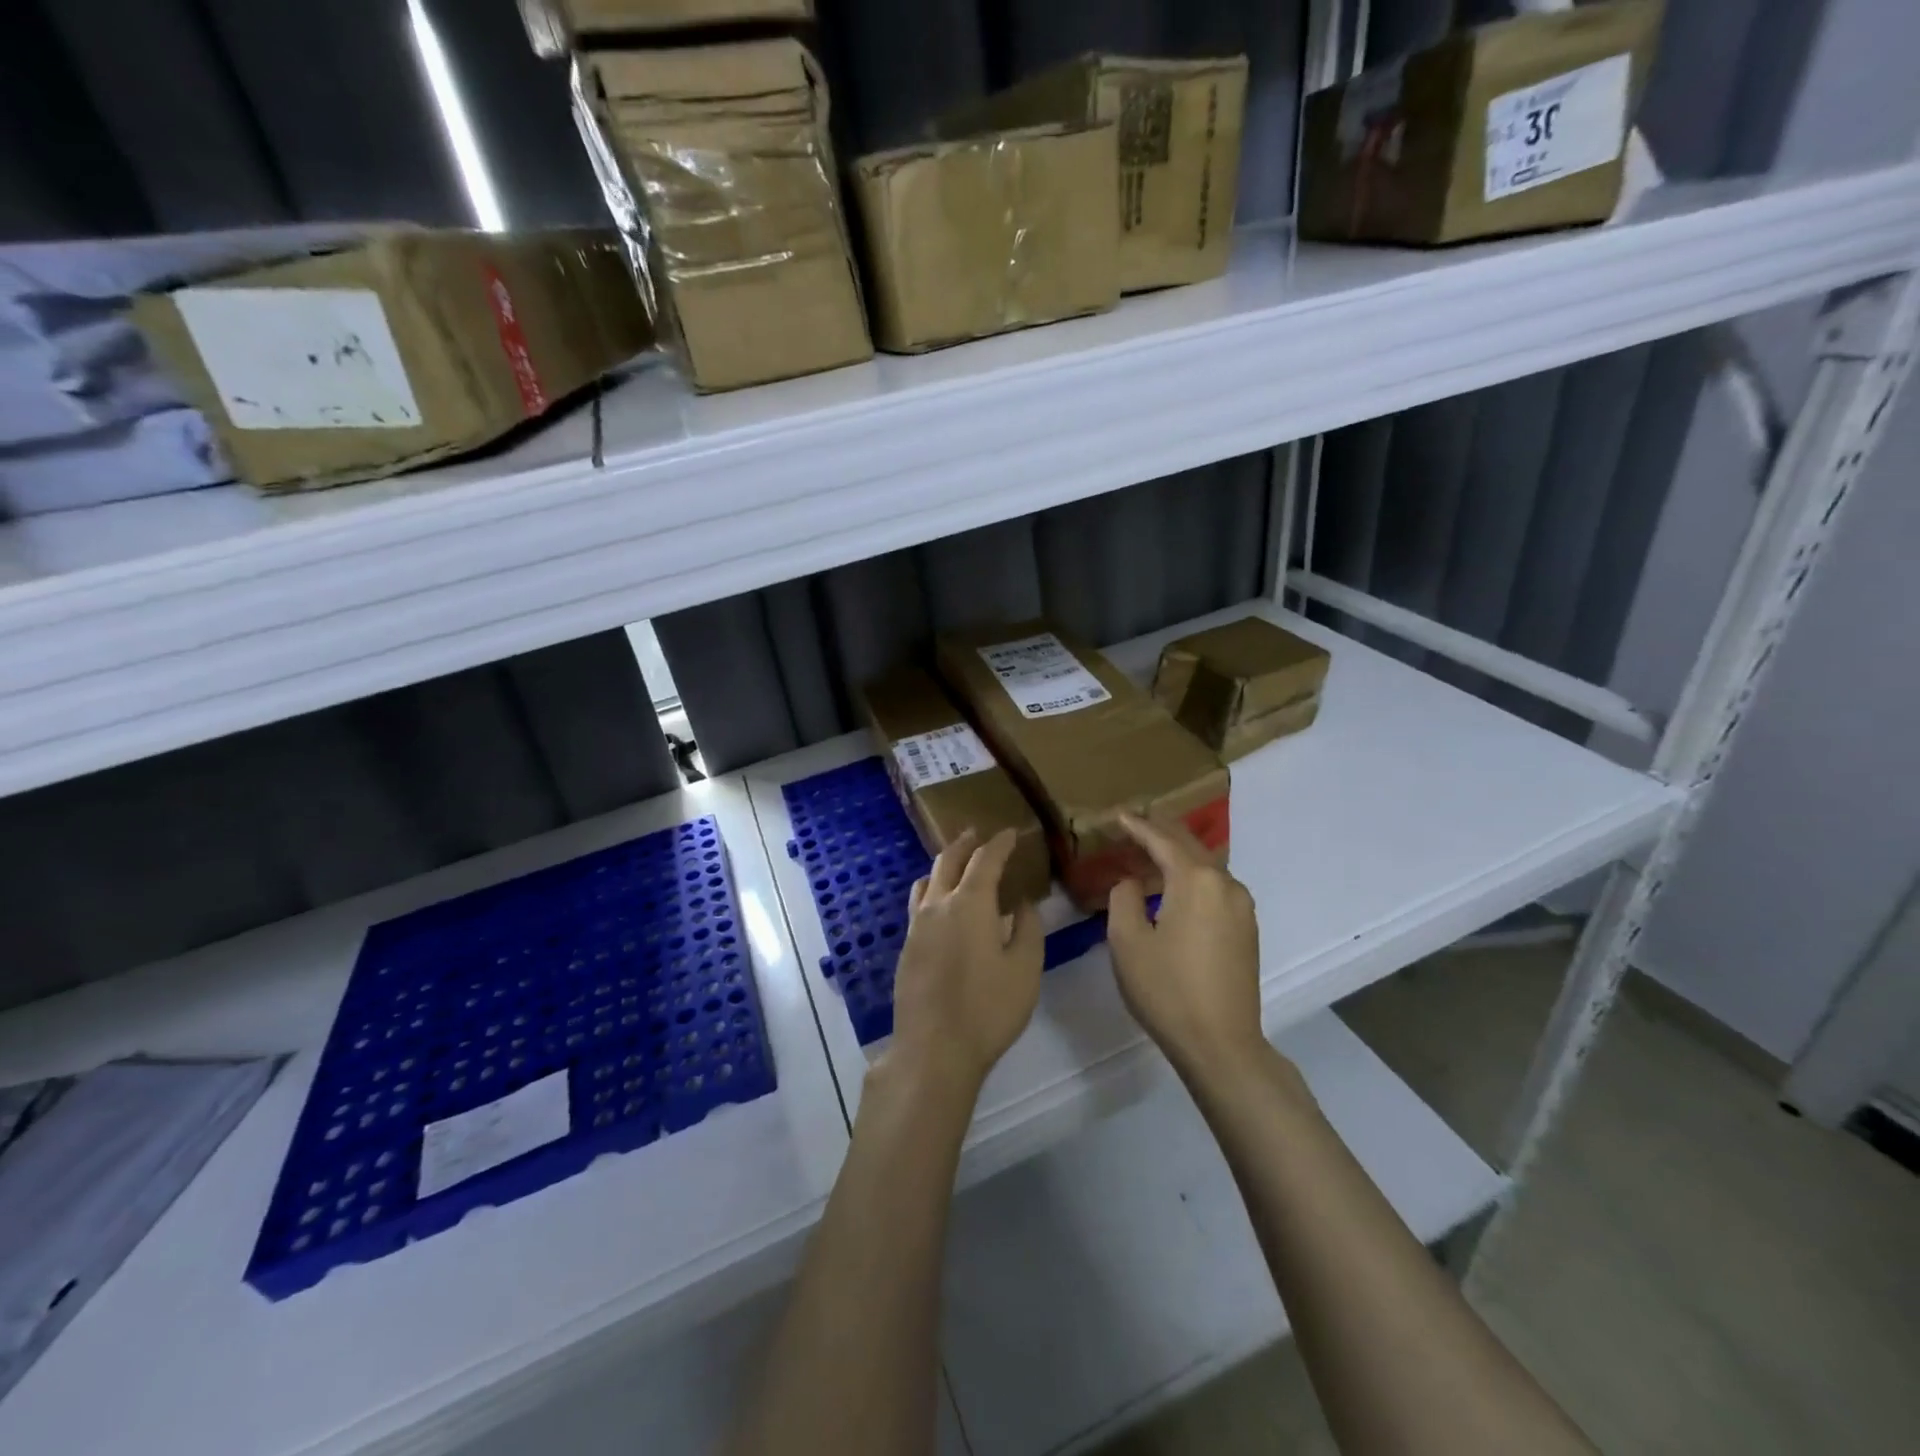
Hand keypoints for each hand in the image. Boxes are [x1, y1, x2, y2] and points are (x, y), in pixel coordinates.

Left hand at [886, 828, 1043, 1097]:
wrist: (933, 1048)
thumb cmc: (988, 1008)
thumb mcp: (1025, 968)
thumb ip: (1026, 929)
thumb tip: (1022, 904)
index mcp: (970, 903)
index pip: (986, 860)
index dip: (1000, 843)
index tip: (1012, 833)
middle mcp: (938, 905)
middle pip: (948, 861)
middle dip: (965, 844)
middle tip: (978, 834)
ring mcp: (917, 926)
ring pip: (927, 880)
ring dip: (944, 865)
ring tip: (956, 864)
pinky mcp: (906, 947)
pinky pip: (918, 904)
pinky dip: (932, 890)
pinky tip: (940, 905)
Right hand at [1107, 812, 1264, 1076]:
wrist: (1221, 1044)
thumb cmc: (1167, 989)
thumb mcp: (1127, 941)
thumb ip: (1124, 898)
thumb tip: (1132, 883)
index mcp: (1196, 880)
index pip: (1161, 841)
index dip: (1136, 826)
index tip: (1116, 815)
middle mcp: (1225, 884)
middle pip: (1189, 845)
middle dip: (1161, 830)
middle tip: (1136, 820)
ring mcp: (1241, 907)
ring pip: (1205, 865)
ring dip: (1178, 853)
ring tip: (1151, 848)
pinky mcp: (1246, 928)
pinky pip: (1215, 886)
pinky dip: (1192, 875)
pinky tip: (1176, 884)